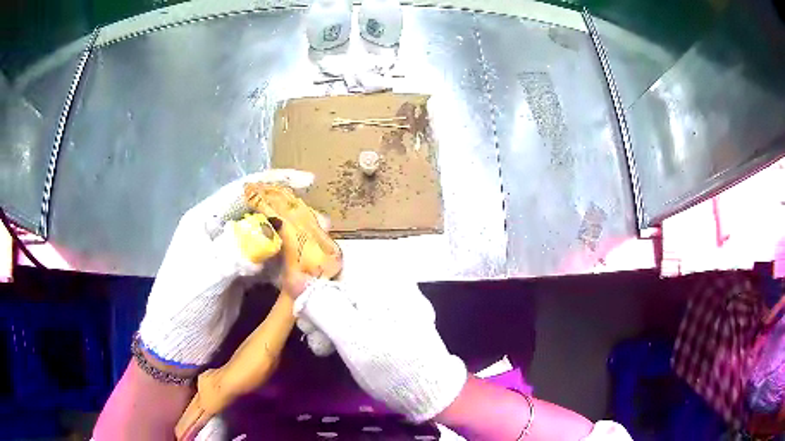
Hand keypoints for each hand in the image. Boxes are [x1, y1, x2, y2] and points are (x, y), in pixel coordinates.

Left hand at [138, 169, 313, 367]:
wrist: (178, 342)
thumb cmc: (182, 305)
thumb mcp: (203, 277)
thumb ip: (232, 254)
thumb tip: (266, 236)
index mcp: (205, 221)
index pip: (242, 191)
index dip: (274, 183)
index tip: (309, 182)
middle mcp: (220, 232)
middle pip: (260, 213)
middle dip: (291, 216)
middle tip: (321, 225)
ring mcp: (232, 254)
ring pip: (268, 239)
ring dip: (293, 243)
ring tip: (320, 249)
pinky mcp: (241, 276)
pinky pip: (268, 265)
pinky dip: (286, 266)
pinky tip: (303, 272)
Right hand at [291, 278, 467, 421]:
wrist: (427, 390)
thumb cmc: (391, 363)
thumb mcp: (352, 338)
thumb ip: (322, 306)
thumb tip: (293, 277)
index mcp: (382, 277)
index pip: (336, 259)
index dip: (311, 277)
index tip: (298, 303)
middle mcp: (386, 280)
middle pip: (337, 280)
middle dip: (317, 306)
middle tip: (308, 332)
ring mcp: (388, 299)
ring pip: (343, 298)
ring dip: (325, 320)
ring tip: (321, 347)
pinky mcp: (387, 316)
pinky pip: (355, 311)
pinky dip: (340, 326)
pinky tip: (332, 346)